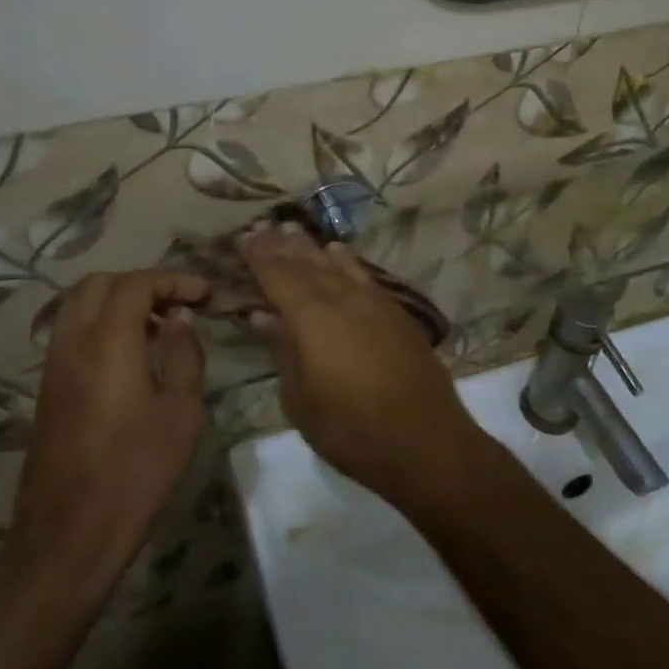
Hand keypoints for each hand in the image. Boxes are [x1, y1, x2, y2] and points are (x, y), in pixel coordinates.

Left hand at [6, 270, 209, 595]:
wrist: (69, 534)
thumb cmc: (137, 471)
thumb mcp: (182, 412)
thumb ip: (184, 354)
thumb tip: (179, 317)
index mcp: (108, 342)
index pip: (136, 283)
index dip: (173, 280)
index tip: (204, 294)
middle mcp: (73, 342)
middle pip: (100, 283)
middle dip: (142, 283)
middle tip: (178, 304)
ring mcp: (54, 364)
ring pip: (78, 304)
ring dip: (118, 300)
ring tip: (156, 326)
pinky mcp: (47, 387)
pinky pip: (71, 331)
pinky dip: (100, 323)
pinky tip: (131, 354)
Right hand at [241, 225, 480, 504]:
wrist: (425, 441)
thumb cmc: (351, 429)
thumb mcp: (301, 399)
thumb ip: (283, 349)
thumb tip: (264, 315)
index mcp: (312, 318)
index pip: (278, 275)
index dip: (259, 256)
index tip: (243, 237)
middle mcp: (343, 298)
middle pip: (307, 263)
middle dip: (282, 245)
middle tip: (262, 227)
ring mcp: (374, 301)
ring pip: (337, 264)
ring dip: (312, 247)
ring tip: (293, 230)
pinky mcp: (396, 311)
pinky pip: (363, 274)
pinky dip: (346, 260)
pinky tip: (338, 252)